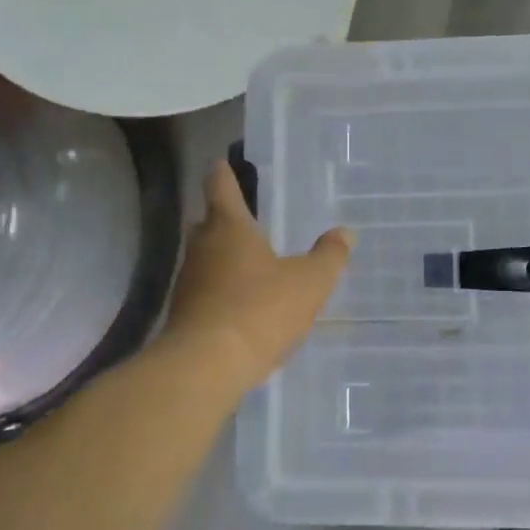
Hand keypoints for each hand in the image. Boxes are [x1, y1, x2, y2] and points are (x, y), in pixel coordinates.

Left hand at [161, 161, 353, 391]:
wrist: (206, 366)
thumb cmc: (260, 310)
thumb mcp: (309, 283)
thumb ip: (329, 256)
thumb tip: (345, 232)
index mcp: (229, 227)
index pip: (220, 185)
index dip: (223, 172)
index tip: (224, 163)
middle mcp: (202, 247)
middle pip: (209, 223)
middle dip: (226, 219)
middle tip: (249, 220)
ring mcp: (188, 282)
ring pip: (206, 259)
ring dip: (224, 258)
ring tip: (251, 265)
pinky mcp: (184, 314)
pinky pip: (205, 292)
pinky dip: (221, 292)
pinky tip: (242, 306)